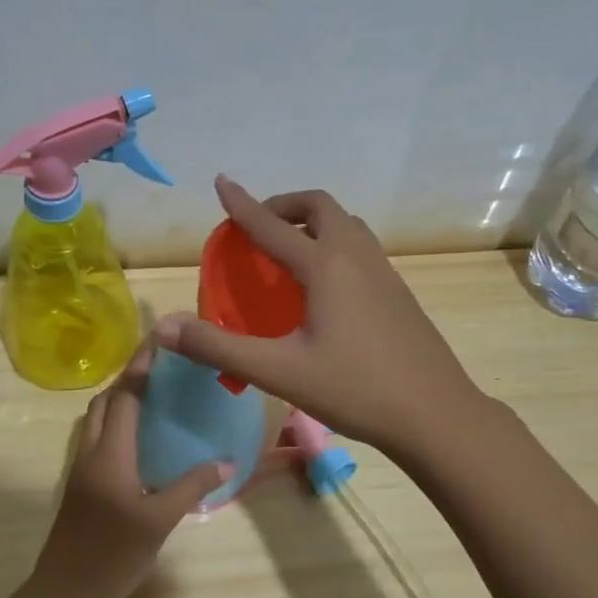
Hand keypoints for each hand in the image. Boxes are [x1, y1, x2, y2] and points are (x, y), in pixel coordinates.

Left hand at [32, 337, 228, 597]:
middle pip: (105, 402)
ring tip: (154, 399)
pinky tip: (140, 441)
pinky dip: (115, 425)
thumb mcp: (160, 520)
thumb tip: (226, 462)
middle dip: (128, 380)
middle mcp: (90, 452)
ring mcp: (80, 469)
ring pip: (96, 420)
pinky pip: (96, 440)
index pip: (124, 396)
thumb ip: (192, 487)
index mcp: (110, 453)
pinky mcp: (80, 486)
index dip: (140, 368)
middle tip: (162, 371)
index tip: (158, 342)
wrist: (66, 593)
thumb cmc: (113, 554)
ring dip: (119, 401)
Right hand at [157, 176, 488, 455]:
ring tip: (290, 250)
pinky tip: (326, 286)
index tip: (222, 183)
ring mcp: (384, 272)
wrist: (435, 414)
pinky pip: (361, 248)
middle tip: (258, 227)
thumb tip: (162, 326)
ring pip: (347, 225)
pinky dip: (335, 244)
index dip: (242, 205)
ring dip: (314, 223)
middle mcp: (357, 257)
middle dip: (284, 206)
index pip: (273, 226)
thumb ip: (218, 347)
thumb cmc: (355, 390)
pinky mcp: (399, 292)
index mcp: (326, 266)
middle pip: (320, 208)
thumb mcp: (279, 371)